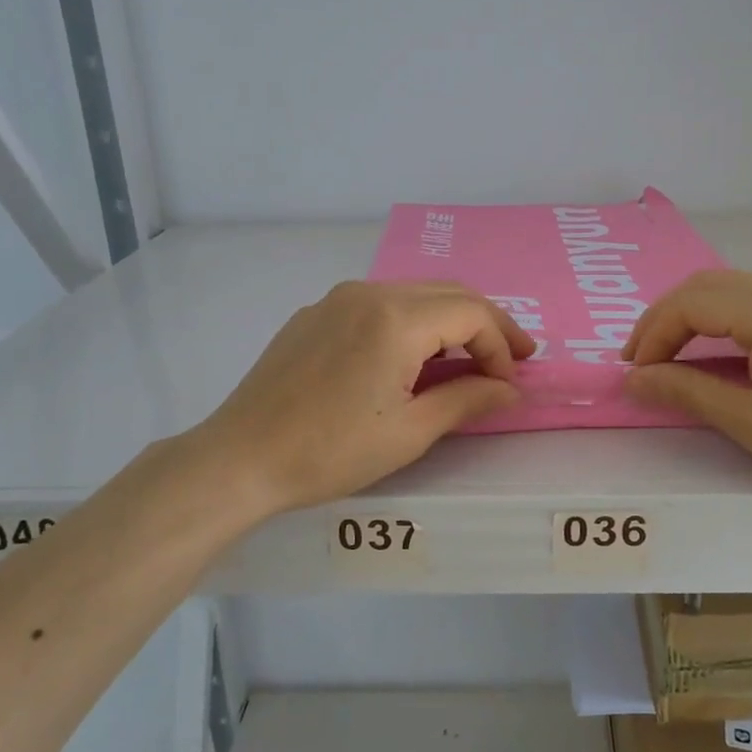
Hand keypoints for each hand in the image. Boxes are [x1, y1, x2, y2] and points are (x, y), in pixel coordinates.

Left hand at [188, 281, 533, 517]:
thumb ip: (468, 400)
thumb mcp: (410, 432)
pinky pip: (378, 305)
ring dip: (449, 321)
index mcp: (395, 318)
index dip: (500, 345)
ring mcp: (337, 299)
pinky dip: (411, 323)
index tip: (509, 383)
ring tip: (467, 359)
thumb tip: (511, 390)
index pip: (471, 313)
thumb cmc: (330, 451)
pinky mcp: (315, 314)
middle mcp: (368, 292)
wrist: (239, 458)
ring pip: (413, 294)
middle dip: (485, 324)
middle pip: (447, 293)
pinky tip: (411, 358)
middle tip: (511, 359)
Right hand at [621, 269, 751, 518]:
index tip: (634, 374)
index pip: (692, 303)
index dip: (653, 334)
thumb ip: (688, 392)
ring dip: (692, 319)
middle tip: (640, 362)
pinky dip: (723, 322)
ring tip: (668, 359)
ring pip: (732, 290)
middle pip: (708, 286)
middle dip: (665, 320)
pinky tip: (714, 354)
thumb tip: (633, 380)